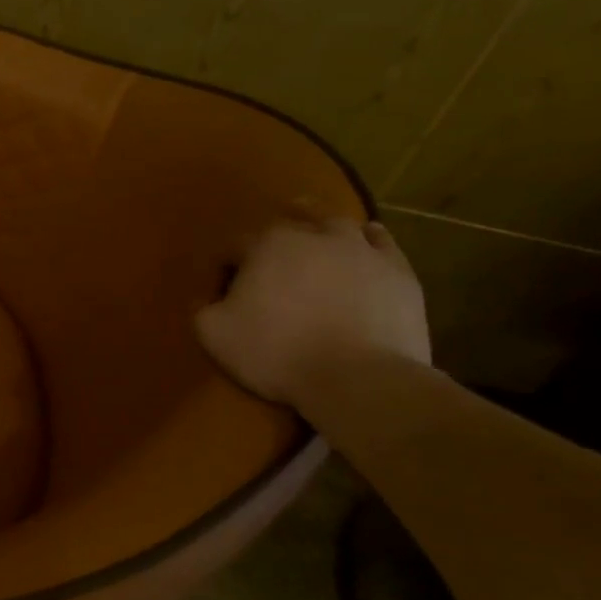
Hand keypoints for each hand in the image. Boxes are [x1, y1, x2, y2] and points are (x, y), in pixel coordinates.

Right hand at [195, 218, 430, 406]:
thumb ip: (202, 309)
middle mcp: (313, 235)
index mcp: (265, 246)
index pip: (234, 245)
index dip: (224, 265)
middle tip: (266, 251)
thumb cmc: (278, 352)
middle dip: (274, 232)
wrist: (359, 378)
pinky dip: (370, 238)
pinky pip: (382, 242)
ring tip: (316, 232)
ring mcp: (361, 250)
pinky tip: (366, 239)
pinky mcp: (397, 271)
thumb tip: (207, 299)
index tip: (223, 290)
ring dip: (322, 225)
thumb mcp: (215, 335)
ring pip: (337, 223)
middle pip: (289, 221)